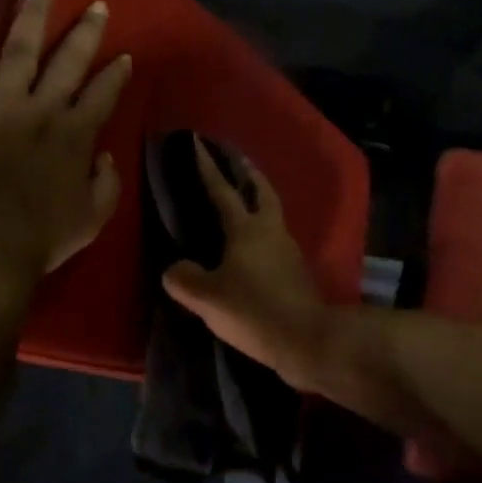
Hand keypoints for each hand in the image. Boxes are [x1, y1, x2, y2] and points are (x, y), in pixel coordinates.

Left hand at [0, 0, 131, 304]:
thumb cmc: (36, 246)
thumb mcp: (90, 221)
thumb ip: (106, 184)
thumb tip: (104, 154)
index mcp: (76, 137)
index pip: (103, 93)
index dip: (116, 73)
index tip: (124, 56)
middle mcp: (42, 111)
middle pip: (69, 61)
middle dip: (86, 32)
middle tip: (97, 6)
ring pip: (20, 49)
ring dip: (35, 16)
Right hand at [159, 142, 332, 389]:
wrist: (306, 339)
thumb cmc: (253, 310)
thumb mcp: (208, 298)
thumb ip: (185, 279)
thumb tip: (175, 269)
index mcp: (246, 229)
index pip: (222, 190)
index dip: (208, 167)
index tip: (199, 143)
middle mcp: (270, 231)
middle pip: (262, 192)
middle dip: (249, 175)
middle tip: (238, 162)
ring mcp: (288, 251)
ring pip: (272, 216)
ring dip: (259, 203)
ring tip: (243, 204)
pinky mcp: (296, 272)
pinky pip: (275, 241)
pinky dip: (263, 234)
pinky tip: (252, 249)